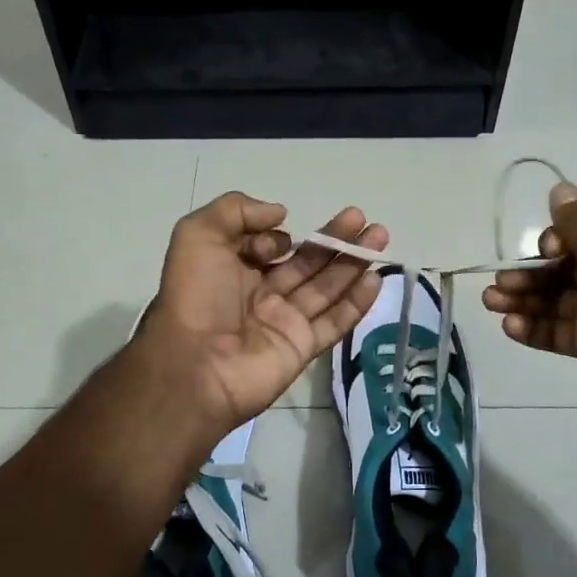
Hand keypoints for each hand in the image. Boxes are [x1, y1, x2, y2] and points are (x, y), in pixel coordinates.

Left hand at [141, 192, 386, 430]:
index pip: (269, 246)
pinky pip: (334, 322)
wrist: (195, 366)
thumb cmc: (195, 297)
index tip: (279, 239)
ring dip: (353, 262)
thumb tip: (281, 215)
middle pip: (307, 262)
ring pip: (326, 287)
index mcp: (233, 270)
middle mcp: (261, 294)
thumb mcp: (197, 235)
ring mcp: (284, 322)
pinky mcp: (302, 347)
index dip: (277, 237)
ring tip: (380, 236)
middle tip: (363, 218)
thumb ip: (235, 210)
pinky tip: (375, 279)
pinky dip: (356, 302)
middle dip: (335, 239)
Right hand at [482, 181, 576, 409]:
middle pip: (561, 268)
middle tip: (499, 284)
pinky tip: (509, 326)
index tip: (545, 254)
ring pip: (556, 301)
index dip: (554, 242)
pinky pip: (560, 331)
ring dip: (523, 300)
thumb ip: (573, 223)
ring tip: (490, 302)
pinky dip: (535, 328)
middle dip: (528, 275)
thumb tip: (559, 187)